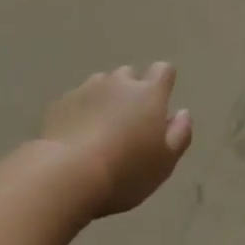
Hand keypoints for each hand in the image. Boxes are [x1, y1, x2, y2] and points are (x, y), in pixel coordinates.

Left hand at [41, 64, 191, 218]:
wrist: (66, 174)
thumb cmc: (125, 172)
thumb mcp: (164, 163)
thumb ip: (179, 134)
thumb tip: (183, 113)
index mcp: (149, 94)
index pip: (163, 70)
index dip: (164, 82)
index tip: (160, 102)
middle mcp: (119, 83)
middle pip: (129, 75)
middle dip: (131, 91)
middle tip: (129, 123)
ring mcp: (87, 89)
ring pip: (101, 84)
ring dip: (105, 99)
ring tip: (101, 129)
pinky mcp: (61, 102)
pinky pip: (78, 100)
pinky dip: (81, 111)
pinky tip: (77, 136)